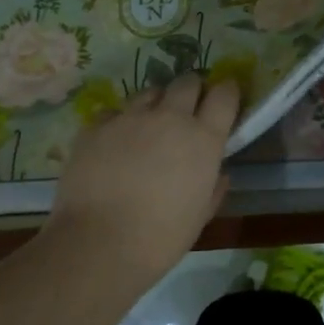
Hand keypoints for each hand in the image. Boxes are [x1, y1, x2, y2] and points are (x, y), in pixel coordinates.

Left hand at [49, 73, 240, 281]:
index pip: (224, 95)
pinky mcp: (96, 125)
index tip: (225, 97)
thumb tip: (219, 174)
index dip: (227, 92)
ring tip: (148, 126)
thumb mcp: (200, 217)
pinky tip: (114, 143)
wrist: (98, 243)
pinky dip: (119, 122)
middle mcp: (169, 117)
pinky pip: (113, 112)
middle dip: (191, 90)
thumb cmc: (160, 238)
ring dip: (155, 104)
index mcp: (202, 139)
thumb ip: (213, 188)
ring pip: (149, 92)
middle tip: (187, 110)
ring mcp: (129, 117)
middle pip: (187, 81)